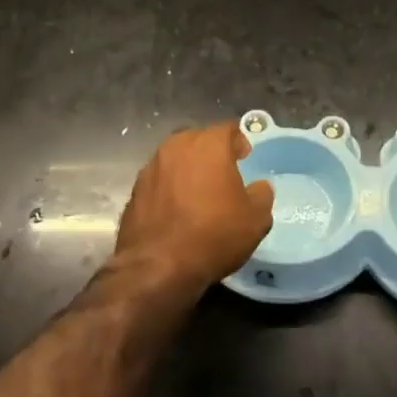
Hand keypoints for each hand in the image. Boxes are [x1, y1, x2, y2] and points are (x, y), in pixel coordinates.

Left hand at [113, 123, 274, 297]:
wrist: (157, 267)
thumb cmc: (213, 235)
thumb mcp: (255, 219)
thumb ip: (261, 195)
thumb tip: (259, 187)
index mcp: (209, 144)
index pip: (228, 129)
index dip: (239, 141)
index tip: (245, 158)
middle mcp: (177, 146)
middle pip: (199, 140)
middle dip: (212, 153)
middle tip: (223, 175)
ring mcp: (152, 166)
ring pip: (176, 159)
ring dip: (188, 170)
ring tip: (198, 194)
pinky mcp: (135, 189)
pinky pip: (160, 180)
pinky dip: (169, 188)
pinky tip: (177, 210)